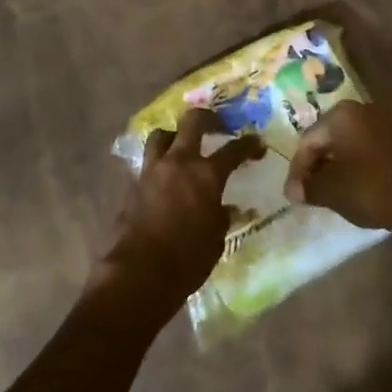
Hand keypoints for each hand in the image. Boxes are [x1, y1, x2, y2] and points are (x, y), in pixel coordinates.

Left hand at [99, 108, 263, 321]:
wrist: (139, 272)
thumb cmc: (188, 259)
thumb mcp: (216, 238)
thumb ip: (221, 216)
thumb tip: (225, 207)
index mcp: (206, 175)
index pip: (233, 150)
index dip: (248, 145)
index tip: (257, 144)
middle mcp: (178, 163)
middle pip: (192, 122)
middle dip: (208, 118)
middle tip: (218, 125)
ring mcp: (152, 171)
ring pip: (162, 135)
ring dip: (175, 135)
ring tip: (183, 145)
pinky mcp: (134, 185)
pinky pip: (148, 162)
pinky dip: (160, 162)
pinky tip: (166, 177)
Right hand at [283, 101, 391, 236]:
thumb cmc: (373, 192)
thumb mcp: (332, 192)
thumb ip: (308, 187)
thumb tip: (295, 190)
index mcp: (343, 114)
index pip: (310, 140)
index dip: (299, 169)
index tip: (296, 193)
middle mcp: (368, 106)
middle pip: (334, 134)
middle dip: (322, 161)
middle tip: (315, 188)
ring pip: (359, 138)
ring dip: (347, 159)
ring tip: (341, 185)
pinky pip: (382, 143)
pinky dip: (371, 159)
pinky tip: (369, 179)